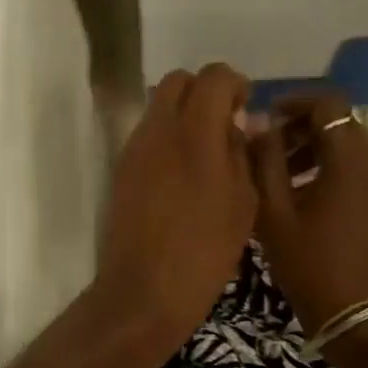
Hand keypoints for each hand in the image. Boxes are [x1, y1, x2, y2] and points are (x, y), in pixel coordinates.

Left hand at [96, 63, 257, 349]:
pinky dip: (167, 137)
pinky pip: (147, 135)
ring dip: (183, 114)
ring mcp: (134, 148)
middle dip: (204, 91)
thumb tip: (239, 124)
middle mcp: (159, 129)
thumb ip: (242, 153)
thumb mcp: (243, 203)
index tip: (246, 106)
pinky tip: (182, 174)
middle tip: (225, 123)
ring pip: (158, 107)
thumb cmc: (206, 251)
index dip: (234, 84)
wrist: (145, 291)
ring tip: (205, 152)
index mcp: (195, 132)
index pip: (214, 76)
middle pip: (178, 81)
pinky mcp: (121, 170)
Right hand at [250, 90, 367, 332]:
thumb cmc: (310, 263)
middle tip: (269, 153)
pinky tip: (311, 199)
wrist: (358, 317)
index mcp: (352, 159)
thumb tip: (258, 124)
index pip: (328, 103)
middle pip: (341, 124)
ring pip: (354, 147)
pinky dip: (337, 170)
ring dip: (318, 151)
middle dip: (302, 130)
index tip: (266, 119)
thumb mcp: (274, 212)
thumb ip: (264, 160)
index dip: (294, 103)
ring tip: (285, 179)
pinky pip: (364, 171)